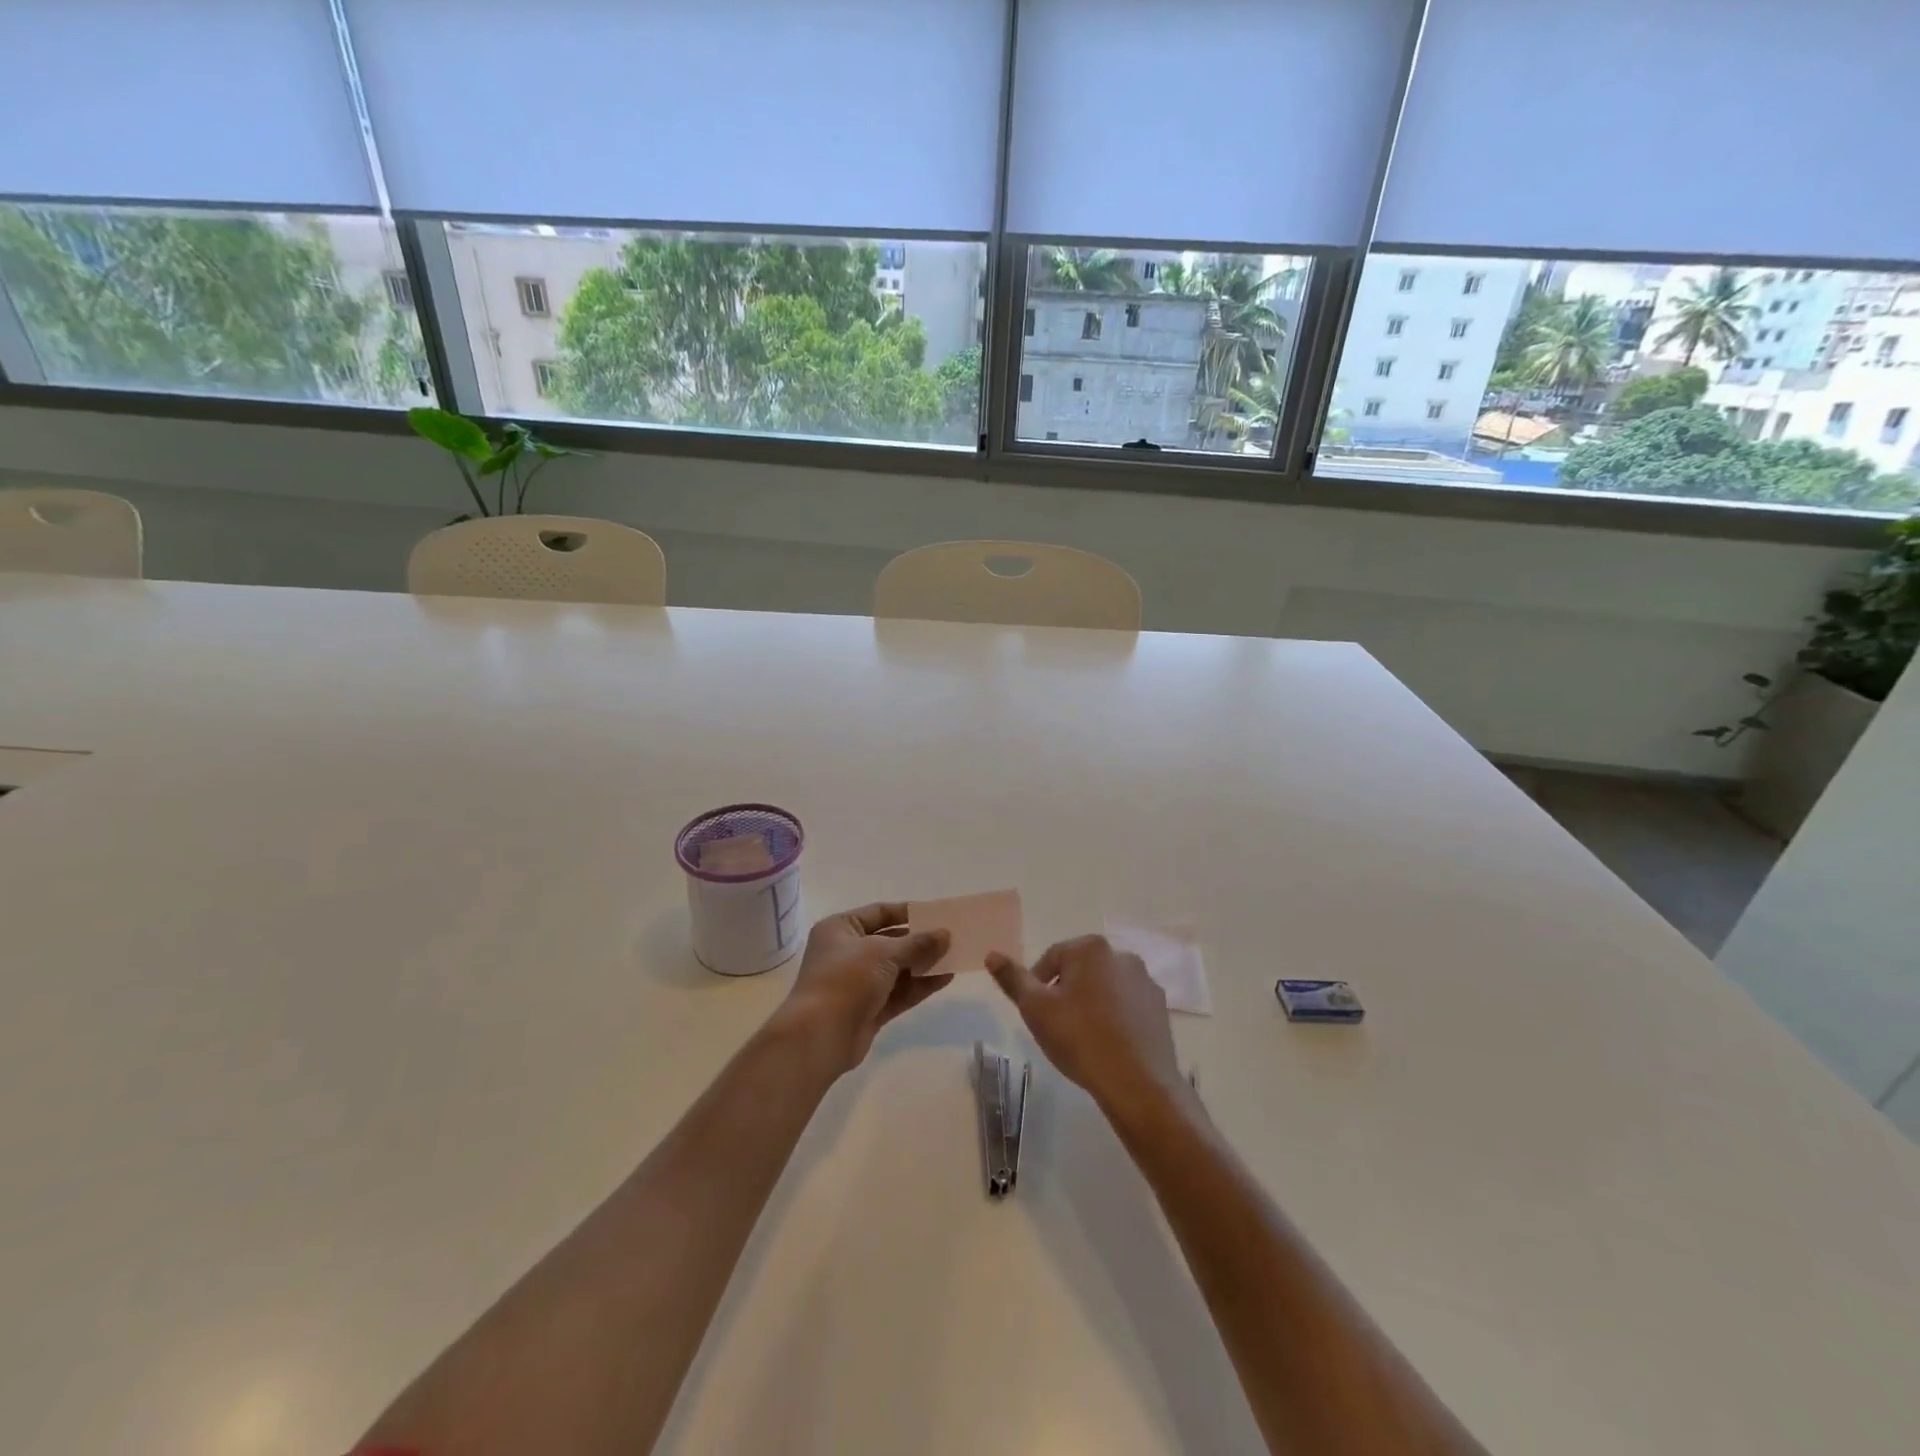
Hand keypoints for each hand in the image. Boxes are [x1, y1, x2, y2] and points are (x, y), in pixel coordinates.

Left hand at [780, 903, 951, 1074]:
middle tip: (952, 937)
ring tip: (955, 957)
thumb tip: (945, 934)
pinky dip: (920, 986)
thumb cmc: (847, 979)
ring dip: (924, 964)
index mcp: (840, 928)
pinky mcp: (868, 1009)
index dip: (908, 912)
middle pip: (890, 941)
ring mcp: (858, 983)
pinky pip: (899, 992)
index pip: (879, 912)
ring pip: (897, 969)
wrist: (820, 1035)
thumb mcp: (884, 952)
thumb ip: (917, 943)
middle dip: (920, 941)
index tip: (937, 914)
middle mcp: (847, 952)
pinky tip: (946, 979)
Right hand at [986, 935, 1187, 1122]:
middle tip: (1055, 1026)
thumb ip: (1013, 979)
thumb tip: (991, 954)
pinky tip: (1107, 1044)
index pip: (1051, 958)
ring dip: (1090, 1004)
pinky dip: (1114, 1017)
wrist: (1138, 1084)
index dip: (1037, 985)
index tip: (1035, 1014)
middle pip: (1080, 970)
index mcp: (1091, 948)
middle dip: (1065, 993)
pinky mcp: (1160, 1008)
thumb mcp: (1035, 1009)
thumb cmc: (1080, 1039)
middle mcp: (1122, 955)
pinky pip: (1127, 1005)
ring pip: (1104, 987)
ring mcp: (1146, 982)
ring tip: (1081, 1038)